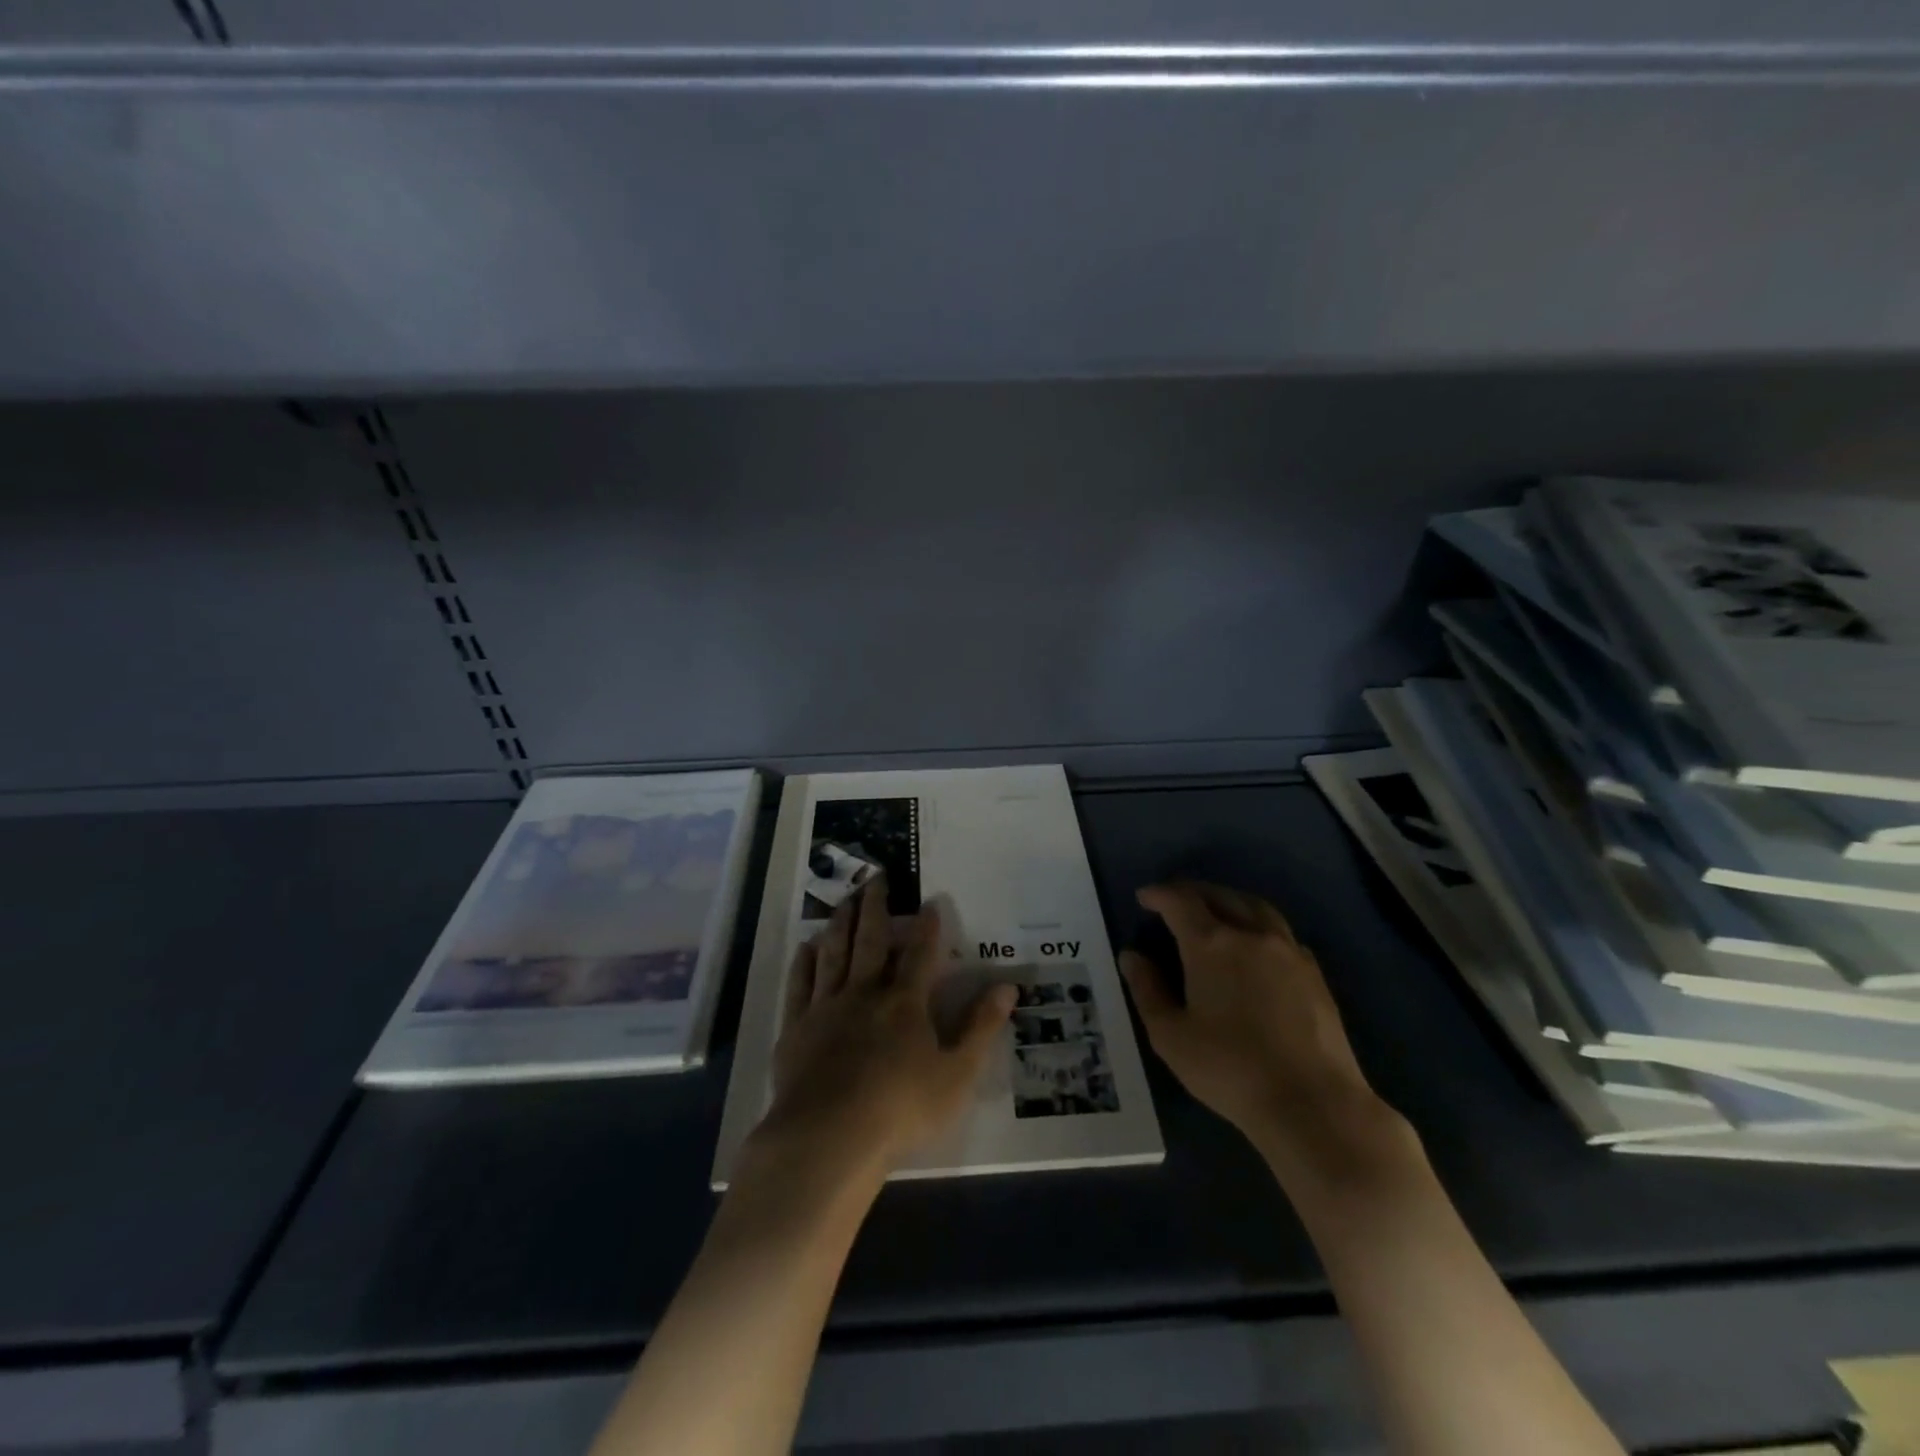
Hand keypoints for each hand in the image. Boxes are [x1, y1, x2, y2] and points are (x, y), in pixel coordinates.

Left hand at [752, 876, 1016, 1179]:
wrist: (828, 1137)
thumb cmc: (901, 1109)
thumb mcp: (957, 1074)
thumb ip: (981, 1028)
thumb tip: (1008, 987)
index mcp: (905, 1003)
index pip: (920, 954)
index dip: (927, 927)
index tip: (929, 901)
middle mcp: (865, 993)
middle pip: (870, 940)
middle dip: (875, 906)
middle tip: (876, 877)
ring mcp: (826, 1007)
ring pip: (834, 953)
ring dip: (840, 923)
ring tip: (845, 899)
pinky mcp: (796, 1027)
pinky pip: (801, 984)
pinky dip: (804, 962)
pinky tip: (807, 946)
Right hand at [1121, 881, 1405, 1179]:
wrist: (1313, 1104)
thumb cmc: (1230, 1069)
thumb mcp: (1171, 1036)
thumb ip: (1147, 990)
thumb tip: (1131, 956)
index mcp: (1211, 944)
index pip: (1180, 902)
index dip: (1159, 894)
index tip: (1144, 897)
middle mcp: (1251, 935)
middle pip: (1219, 896)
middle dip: (1192, 892)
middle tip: (1174, 900)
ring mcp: (1288, 951)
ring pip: (1256, 907)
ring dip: (1229, 900)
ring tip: (1215, 909)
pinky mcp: (1314, 973)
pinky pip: (1281, 932)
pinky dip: (1259, 925)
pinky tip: (1255, 944)